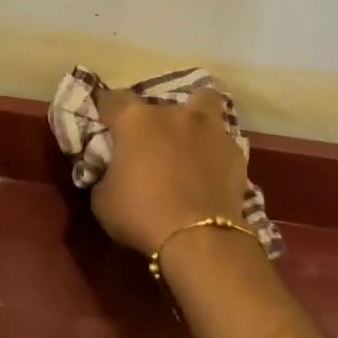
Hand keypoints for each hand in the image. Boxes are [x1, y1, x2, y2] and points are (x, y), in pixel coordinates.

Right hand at [90, 89, 248, 257]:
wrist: (199, 239)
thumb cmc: (140, 214)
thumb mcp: (102, 199)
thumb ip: (105, 173)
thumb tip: (112, 170)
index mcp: (134, 120)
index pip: (113, 99)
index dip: (106, 109)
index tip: (104, 122)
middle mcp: (172, 113)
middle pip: (159, 102)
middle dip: (152, 119)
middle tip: (148, 142)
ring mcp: (208, 128)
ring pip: (204, 102)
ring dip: (194, 117)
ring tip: (188, 138)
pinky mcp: (234, 151)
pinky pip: (222, 141)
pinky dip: (215, 150)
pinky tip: (211, 168)